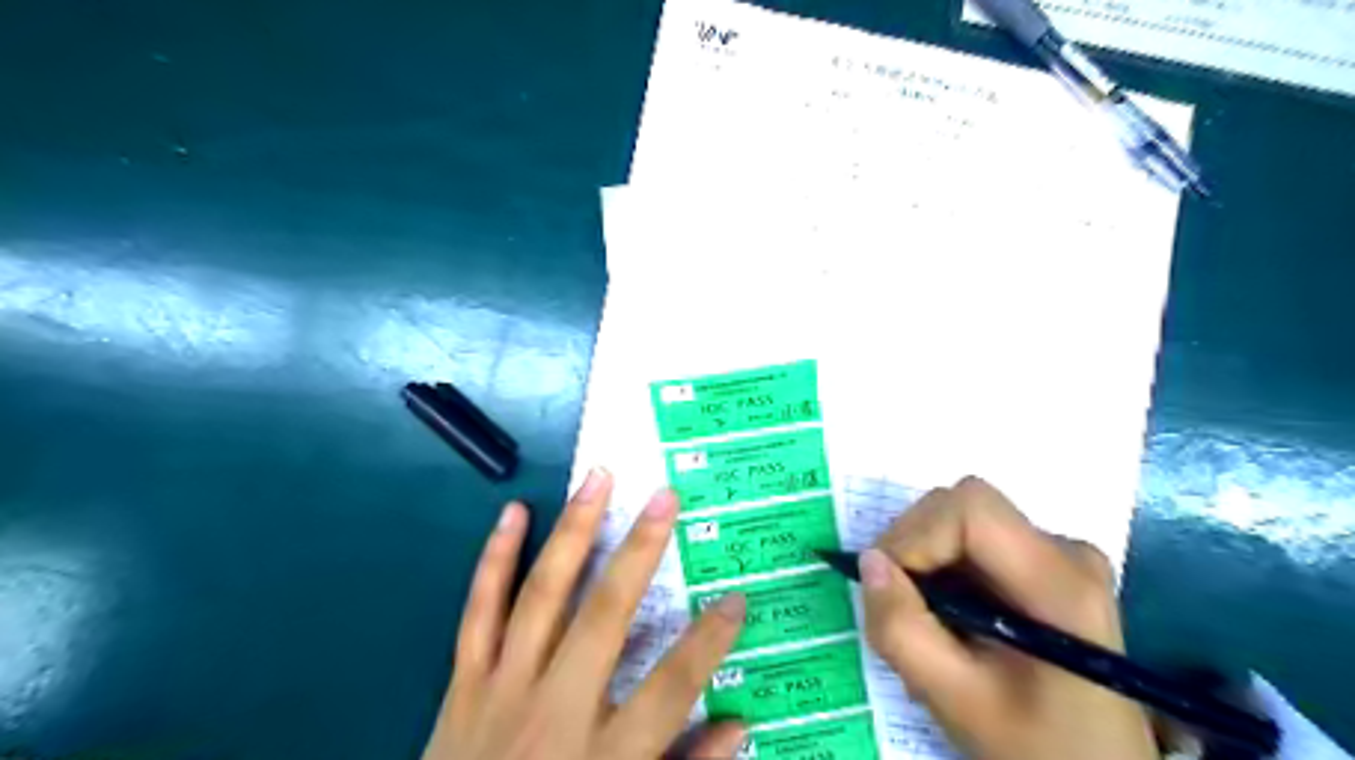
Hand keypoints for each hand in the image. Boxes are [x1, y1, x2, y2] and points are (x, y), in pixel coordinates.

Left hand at [422, 468, 745, 759]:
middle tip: (665, 496)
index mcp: (604, 755)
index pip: (672, 687)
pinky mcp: (464, 682)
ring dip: (573, 531)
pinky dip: (494, 559)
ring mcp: (502, 688)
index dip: (709, 641)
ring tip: (597, 479)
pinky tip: (514, 513)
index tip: (737, 596)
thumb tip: (739, 724)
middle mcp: (554, 709)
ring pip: (542, 595)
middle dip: (640, 551)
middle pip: (606, 617)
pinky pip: (479, 611)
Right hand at [856, 476, 1151, 759]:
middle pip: (962, 507)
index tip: (890, 585)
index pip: (970, 507)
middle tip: (897, 605)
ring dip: (923, 558)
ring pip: (961, 520)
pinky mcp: (1045, 562)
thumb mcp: (956, 699)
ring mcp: (1058, 553)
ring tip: (923, 618)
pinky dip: (941, 566)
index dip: (915, 534)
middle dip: (913, 546)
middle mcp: (1065, 550)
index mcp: (1059, 582)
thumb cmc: (1034, 743)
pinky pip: (973, 539)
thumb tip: (869, 562)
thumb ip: (903, 630)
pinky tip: (947, 614)